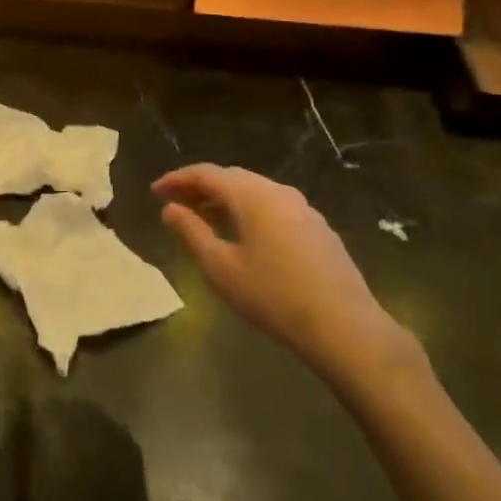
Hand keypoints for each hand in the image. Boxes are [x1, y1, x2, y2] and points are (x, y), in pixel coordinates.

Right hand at [153, 165, 416, 388]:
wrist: (344, 326)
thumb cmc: (272, 296)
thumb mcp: (220, 267)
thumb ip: (191, 232)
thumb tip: (170, 209)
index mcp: (252, 195)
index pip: (207, 173)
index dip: (177, 179)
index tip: (155, 191)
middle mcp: (279, 192)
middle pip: (232, 178)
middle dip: (200, 187)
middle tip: (175, 203)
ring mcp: (303, 209)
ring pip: (255, 192)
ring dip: (225, 200)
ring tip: (203, 219)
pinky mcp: (318, 229)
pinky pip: (273, 207)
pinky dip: (248, 211)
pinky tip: (242, 235)